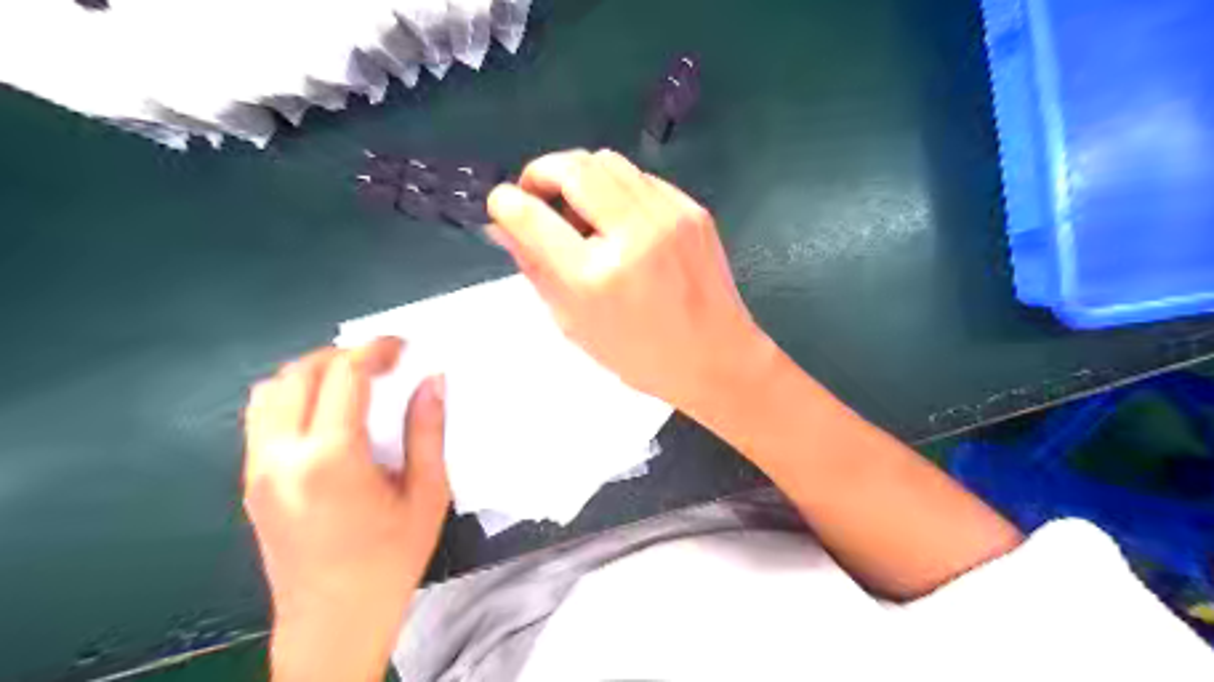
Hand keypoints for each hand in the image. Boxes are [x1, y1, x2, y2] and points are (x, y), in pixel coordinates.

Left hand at [242, 340, 449, 680]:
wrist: (333, 621)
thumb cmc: (390, 560)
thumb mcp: (427, 494)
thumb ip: (427, 431)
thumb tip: (432, 380)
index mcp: (330, 460)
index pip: (344, 377)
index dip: (374, 350)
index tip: (402, 346)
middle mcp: (281, 456)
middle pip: (299, 374)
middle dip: (343, 354)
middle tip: (383, 361)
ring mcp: (257, 469)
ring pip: (270, 391)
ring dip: (312, 372)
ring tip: (353, 381)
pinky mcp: (250, 482)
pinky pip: (261, 417)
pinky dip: (293, 396)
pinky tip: (327, 413)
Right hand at [486, 150, 762, 416]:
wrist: (716, 357)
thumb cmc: (639, 355)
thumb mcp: (575, 324)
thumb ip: (536, 269)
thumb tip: (504, 226)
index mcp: (596, 276)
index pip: (532, 216)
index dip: (506, 202)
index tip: (503, 204)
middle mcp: (633, 234)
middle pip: (573, 167)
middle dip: (542, 172)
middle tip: (537, 196)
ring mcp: (668, 216)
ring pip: (607, 160)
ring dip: (579, 175)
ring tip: (578, 209)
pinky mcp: (692, 209)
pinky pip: (640, 177)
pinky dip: (616, 188)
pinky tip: (619, 218)